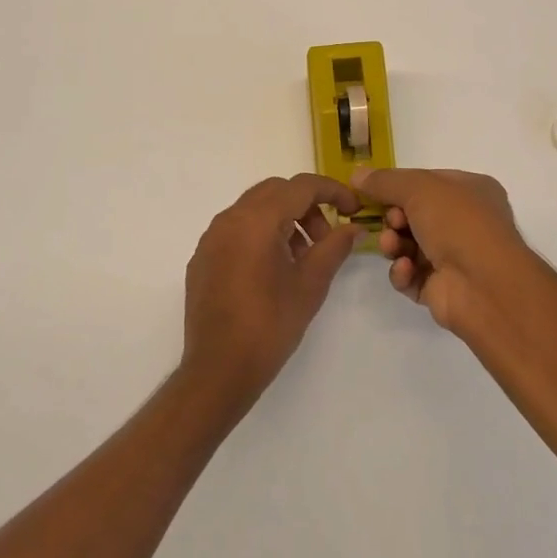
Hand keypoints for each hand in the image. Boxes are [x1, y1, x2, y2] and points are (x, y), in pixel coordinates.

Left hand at [180, 174, 362, 411]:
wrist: (218, 370)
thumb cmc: (269, 326)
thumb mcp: (310, 285)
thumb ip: (334, 248)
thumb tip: (353, 228)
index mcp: (256, 220)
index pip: (300, 186)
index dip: (332, 192)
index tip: (354, 209)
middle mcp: (229, 219)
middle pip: (276, 191)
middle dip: (307, 206)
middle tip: (326, 237)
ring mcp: (211, 237)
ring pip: (254, 208)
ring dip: (284, 219)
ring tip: (302, 257)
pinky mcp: (203, 258)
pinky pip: (236, 229)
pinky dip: (261, 234)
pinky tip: (273, 269)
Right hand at [353, 166, 541, 333]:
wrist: (484, 285)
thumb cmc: (458, 223)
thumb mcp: (419, 188)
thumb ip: (385, 181)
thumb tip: (356, 174)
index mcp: (471, 191)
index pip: (426, 182)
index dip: (398, 187)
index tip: (372, 192)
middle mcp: (465, 222)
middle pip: (413, 215)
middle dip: (394, 218)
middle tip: (392, 222)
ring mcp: (454, 257)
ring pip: (408, 245)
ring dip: (394, 244)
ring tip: (392, 246)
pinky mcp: (441, 289)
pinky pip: (410, 275)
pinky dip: (403, 271)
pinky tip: (406, 269)